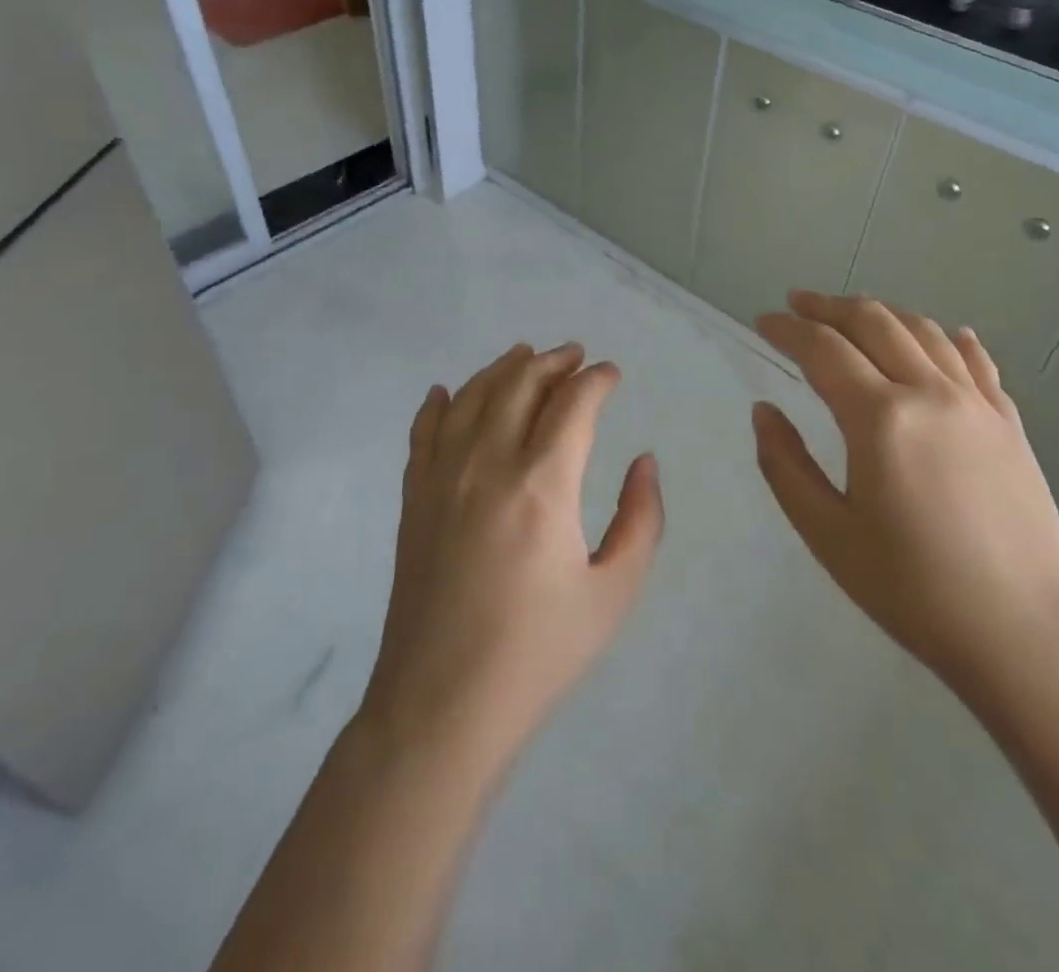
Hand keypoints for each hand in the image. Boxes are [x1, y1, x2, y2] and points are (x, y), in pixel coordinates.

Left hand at [359, 343, 663, 773]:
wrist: (442, 704)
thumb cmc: (538, 653)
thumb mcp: (613, 593)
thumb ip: (640, 520)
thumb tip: (644, 461)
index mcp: (543, 484)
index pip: (573, 403)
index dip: (596, 380)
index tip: (612, 373)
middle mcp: (489, 463)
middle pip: (520, 384)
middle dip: (553, 361)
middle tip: (574, 355)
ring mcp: (443, 477)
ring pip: (472, 396)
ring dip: (502, 368)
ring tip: (524, 355)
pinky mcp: (413, 497)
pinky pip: (424, 431)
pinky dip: (438, 403)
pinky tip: (445, 392)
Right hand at [751, 291, 1058, 707]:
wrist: (1030, 638)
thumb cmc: (915, 591)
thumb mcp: (828, 535)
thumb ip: (785, 465)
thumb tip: (763, 411)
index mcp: (880, 418)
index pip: (822, 349)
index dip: (786, 329)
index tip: (761, 321)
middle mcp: (930, 393)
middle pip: (874, 323)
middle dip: (829, 306)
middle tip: (798, 303)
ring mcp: (978, 405)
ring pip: (924, 332)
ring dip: (882, 313)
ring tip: (853, 314)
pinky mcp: (1010, 426)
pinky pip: (976, 363)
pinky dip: (950, 339)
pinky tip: (945, 335)